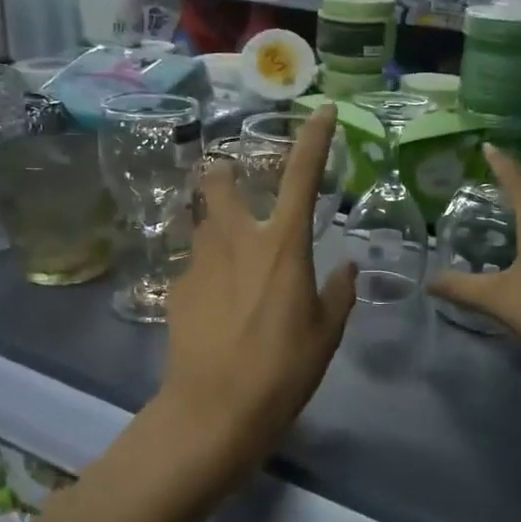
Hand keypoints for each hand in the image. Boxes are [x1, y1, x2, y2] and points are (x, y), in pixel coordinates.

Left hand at [159, 106, 355, 475]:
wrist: (215, 410)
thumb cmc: (283, 370)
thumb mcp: (326, 333)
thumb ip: (338, 293)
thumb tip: (344, 269)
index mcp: (283, 245)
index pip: (302, 175)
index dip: (315, 138)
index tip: (324, 111)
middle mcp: (236, 239)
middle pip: (218, 180)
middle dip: (225, 173)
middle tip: (236, 192)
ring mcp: (199, 261)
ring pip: (201, 223)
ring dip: (216, 228)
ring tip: (231, 263)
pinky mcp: (176, 289)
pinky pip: (193, 265)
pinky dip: (207, 274)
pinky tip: (215, 308)